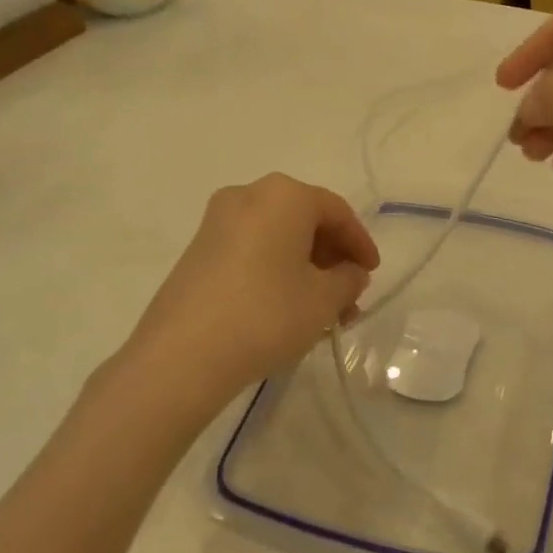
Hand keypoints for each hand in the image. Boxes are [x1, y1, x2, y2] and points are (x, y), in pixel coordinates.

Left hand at [119, 175, 378, 411]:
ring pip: (277, 237)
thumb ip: (348, 279)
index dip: (360, 243)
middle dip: (331, 257)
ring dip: (305, 268)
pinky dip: (275, 270)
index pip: (336, 211)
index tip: (372, 273)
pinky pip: (251, 250)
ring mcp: (217, 222)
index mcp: (284, 195)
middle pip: (305, 221)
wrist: (181, 357)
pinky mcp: (198, 250)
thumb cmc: (266, 315)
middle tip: (349, 294)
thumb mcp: (323, 299)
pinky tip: (286, 307)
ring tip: (322, 310)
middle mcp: (248, 195)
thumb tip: (350, 273)